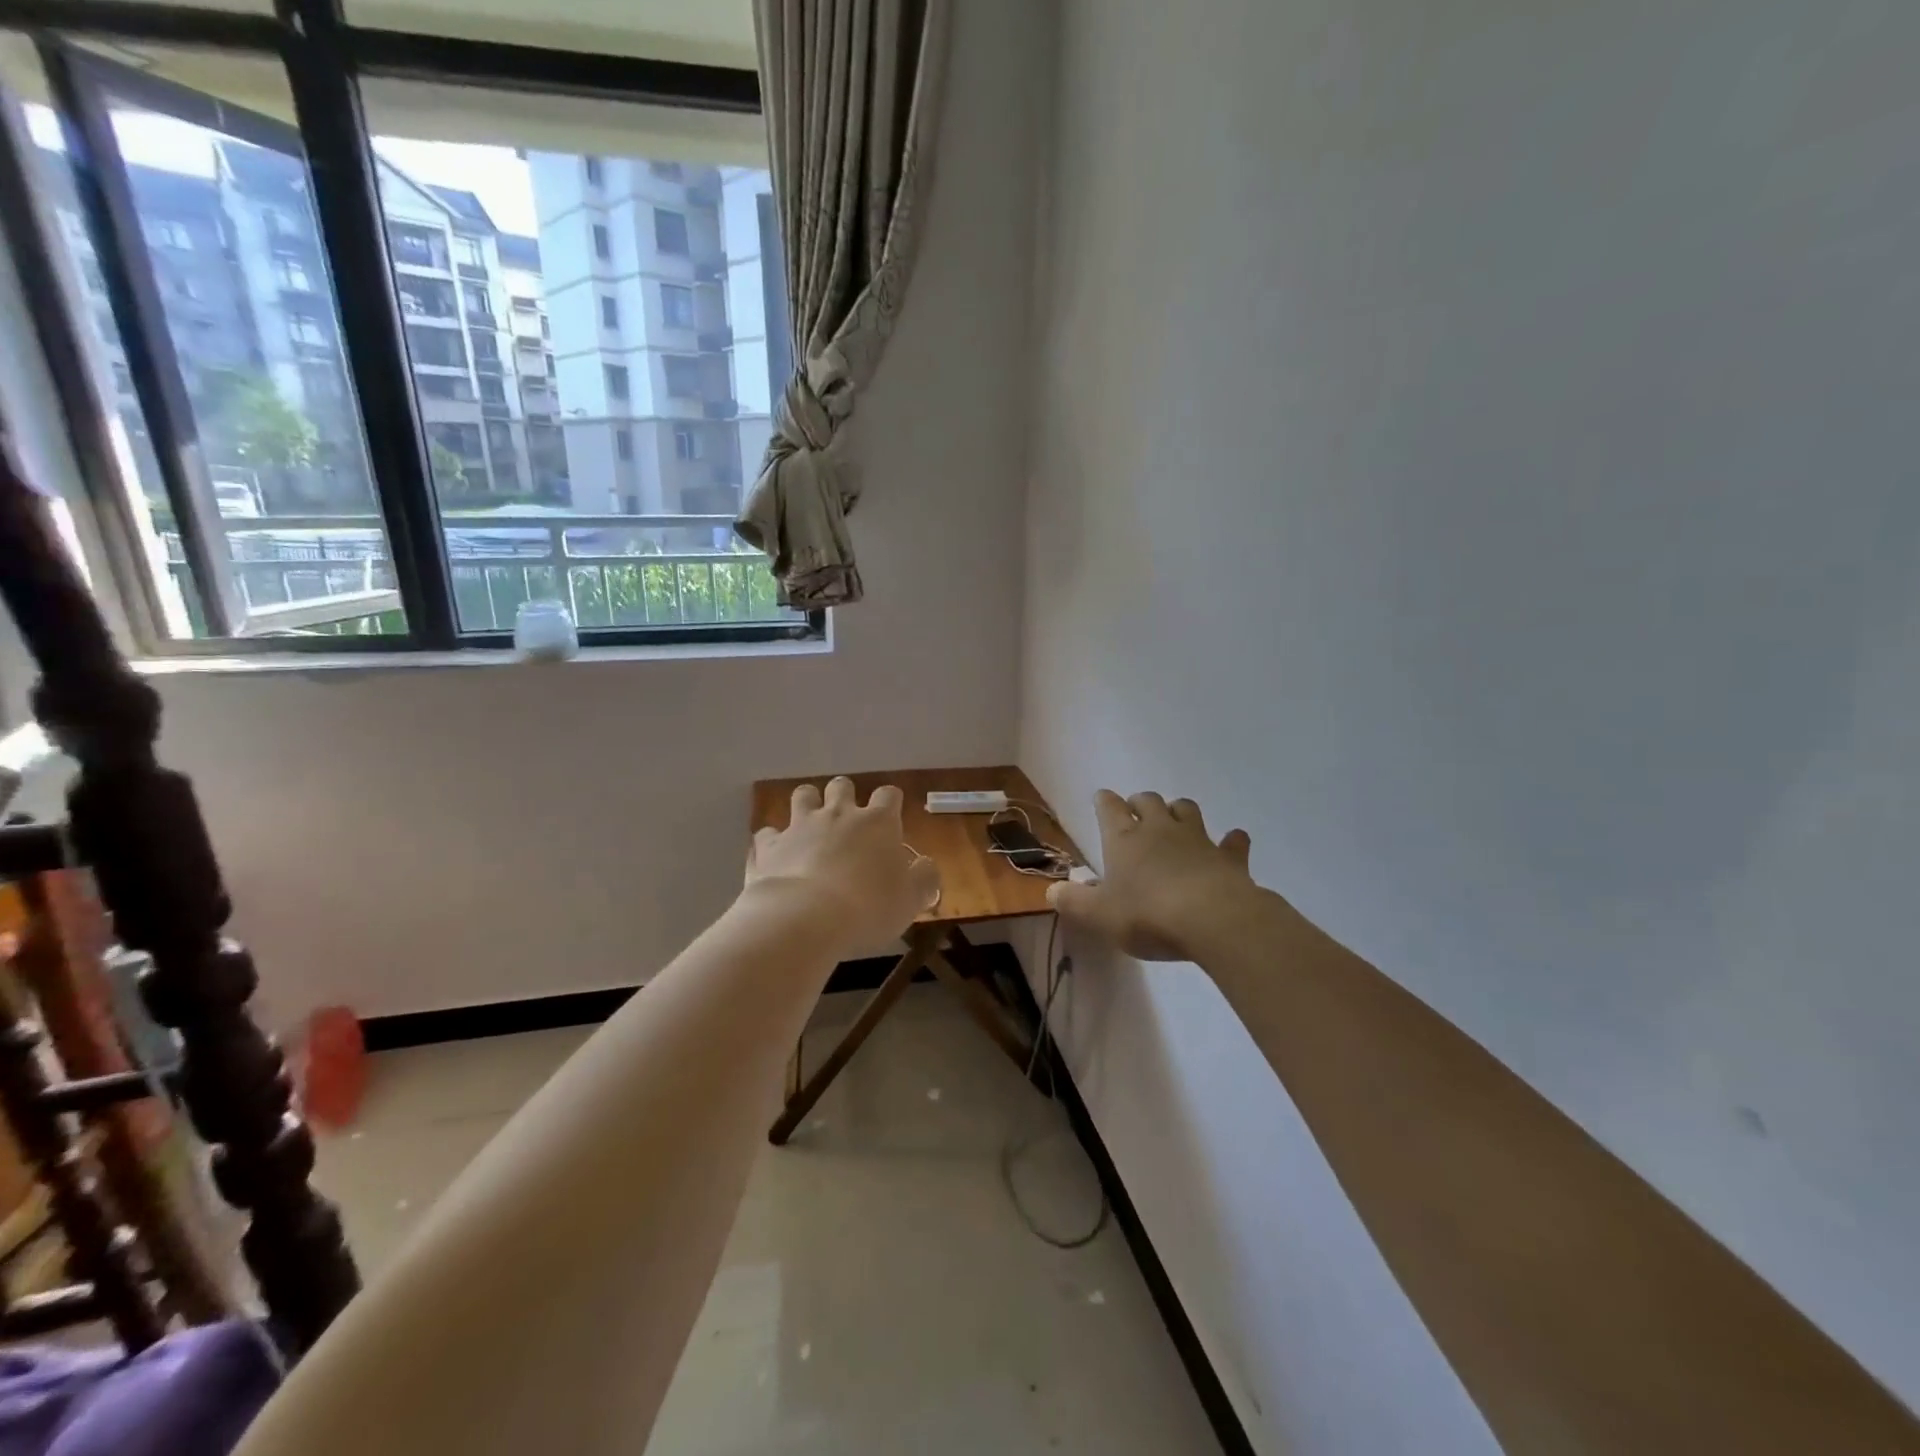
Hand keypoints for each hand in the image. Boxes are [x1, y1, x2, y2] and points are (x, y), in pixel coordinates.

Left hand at [745, 778, 940, 951]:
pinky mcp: (769, 846)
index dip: (890, 803)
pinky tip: (776, 857)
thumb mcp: (910, 900)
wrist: (804, 917)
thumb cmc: (868, 907)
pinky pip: (767, 833)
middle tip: (847, 821)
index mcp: (877, 823)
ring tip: (810, 826)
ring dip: (807, 805)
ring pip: (802, 795)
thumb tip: (926, 866)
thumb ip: (924, 879)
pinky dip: (773, 842)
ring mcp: (800, 826)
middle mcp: (838, 814)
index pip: (888, 795)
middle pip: (841, 786)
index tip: (890, 818)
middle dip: (844, 796)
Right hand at [1048, 791, 1255, 961]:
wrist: (1212, 919)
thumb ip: (1073, 902)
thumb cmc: (1147, 915)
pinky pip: (1232, 841)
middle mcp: (1159, 829)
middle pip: (1148, 801)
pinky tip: (1231, 842)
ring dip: (1179, 811)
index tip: (1102, 799)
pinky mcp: (1228, 857)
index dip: (1104, 801)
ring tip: (1175, 820)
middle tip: (1136, 811)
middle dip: (1140, 802)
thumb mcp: (1098, 915)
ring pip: (1187, 810)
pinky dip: (1230, 841)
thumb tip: (1052, 890)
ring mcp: (1197, 839)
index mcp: (1124, 838)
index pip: (1109, 807)